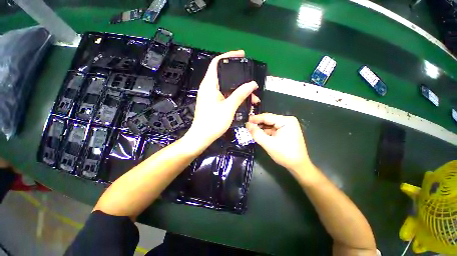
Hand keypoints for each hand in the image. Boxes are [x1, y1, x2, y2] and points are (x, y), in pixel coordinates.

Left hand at [184, 50, 258, 151]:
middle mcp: (208, 88)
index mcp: (209, 84)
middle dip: (240, 78)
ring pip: (226, 88)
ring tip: (253, 98)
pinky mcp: (212, 103)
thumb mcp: (229, 107)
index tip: (242, 55)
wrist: (201, 137)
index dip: (229, 56)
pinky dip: (234, 97)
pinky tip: (244, 103)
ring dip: (239, 90)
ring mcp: (210, 96)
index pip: (217, 63)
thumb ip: (240, 94)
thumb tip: (253, 84)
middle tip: (252, 83)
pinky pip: (225, 95)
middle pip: (224, 75)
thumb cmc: (213, 122)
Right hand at [246, 113, 314, 174]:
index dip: (255, 119)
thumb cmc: (285, 154)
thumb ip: (256, 133)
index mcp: (286, 121)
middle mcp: (287, 121)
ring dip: (261, 128)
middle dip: (258, 124)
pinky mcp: (285, 132)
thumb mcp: (268, 144)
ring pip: (270, 125)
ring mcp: (287, 126)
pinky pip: (273, 129)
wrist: (298, 166)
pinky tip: (259, 134)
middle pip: (269, 120)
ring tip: (251, 130)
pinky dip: (265, 132)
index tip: (246, 120)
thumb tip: (247, 124)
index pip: (267, 117)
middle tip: (247, 126)